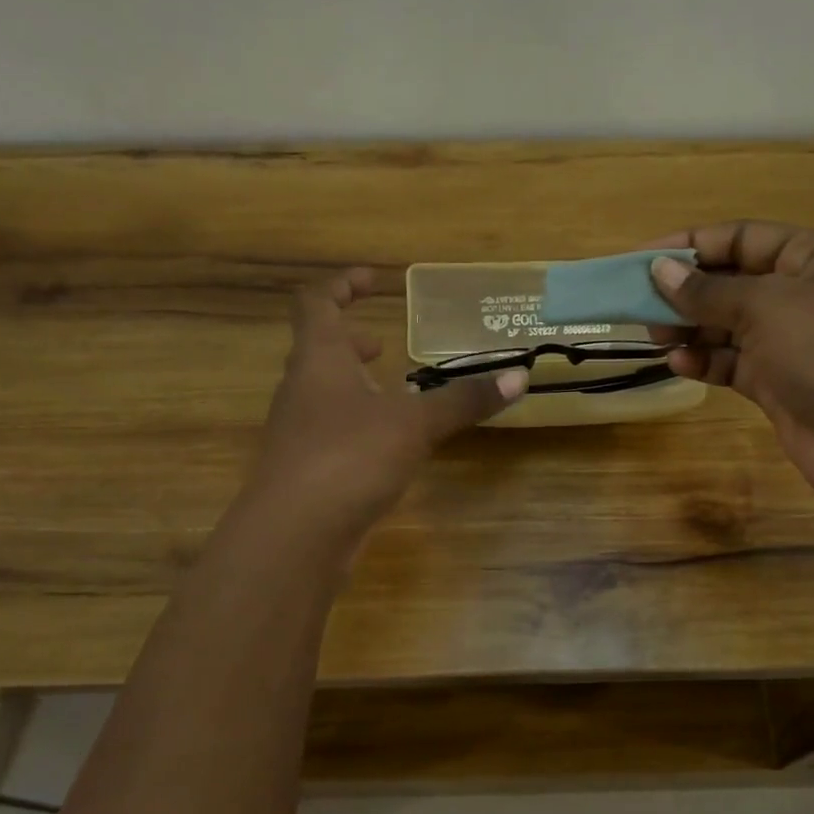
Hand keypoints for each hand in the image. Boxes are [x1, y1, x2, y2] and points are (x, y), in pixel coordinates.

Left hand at [249, 269, 524, 541]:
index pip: (317, 303)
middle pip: (318, 350)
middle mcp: (301, 389)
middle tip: (383, 343)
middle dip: (350, 341)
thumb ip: (463, 401)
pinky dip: (357, 425)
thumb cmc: (349, 457)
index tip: (372, 279)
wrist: (294, 534)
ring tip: (393, 393)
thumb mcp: (415, 424)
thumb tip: (519, 377)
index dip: (341, 285)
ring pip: (324, 395)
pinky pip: (331, 432)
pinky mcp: (306, 469)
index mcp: (319, 360)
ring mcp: (298, 432)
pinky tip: (387, 446)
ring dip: (354, 386)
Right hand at [646, 223, 813, 513]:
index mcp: (812, 258)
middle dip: (685, 292)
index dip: (690, 245)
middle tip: (640, 306)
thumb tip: (660, 271)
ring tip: (655, 337)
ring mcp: (791, 343)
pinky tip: (679, 365)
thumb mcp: (766, 307)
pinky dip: (706, 362)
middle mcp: (802, 295)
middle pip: (731, 282)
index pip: (742, 237)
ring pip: (727, 326)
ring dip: (690, 329)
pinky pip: (732, 363)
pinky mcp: (779, 383)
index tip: (640, 260)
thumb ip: (709, 291)